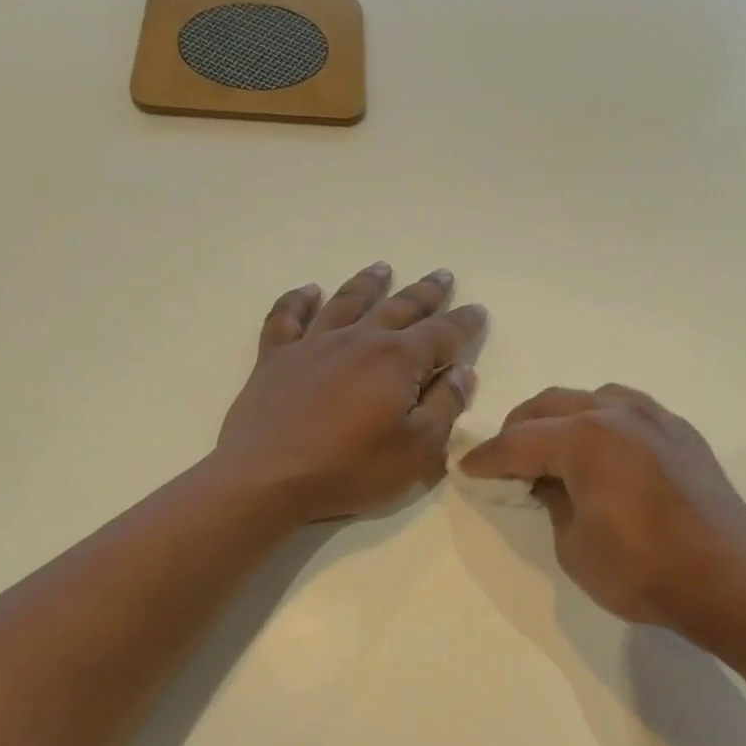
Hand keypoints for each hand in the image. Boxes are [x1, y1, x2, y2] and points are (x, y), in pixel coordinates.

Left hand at [214, 262, 486, 523]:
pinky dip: (299, 301)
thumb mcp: (418, 449)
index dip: (464, 323)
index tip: (478, 310)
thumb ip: (445, 406)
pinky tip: (309, 291)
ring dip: (368, 284)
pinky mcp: (275, 359)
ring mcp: (313, 345)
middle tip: (442, 275)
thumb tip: (463, 373)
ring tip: (382, 268)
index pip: (442, 334)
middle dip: (425, 293)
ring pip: (346, 302)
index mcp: (397, 360)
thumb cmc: (351, 468)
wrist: (267, 477)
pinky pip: (287, 318)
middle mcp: (358, 340)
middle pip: (399, 308)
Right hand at [459, 384, 745, 636]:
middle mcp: (618, 414)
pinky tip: (603, 452)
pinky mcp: (681, 433)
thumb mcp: (574, 547)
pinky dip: (601, 421)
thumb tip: (550, 482)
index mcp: (585, 439)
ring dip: (562, 418)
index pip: (519, 442)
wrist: (729, 579)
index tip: (467, 469)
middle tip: (504, 457)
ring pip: (592, 398)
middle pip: (551, 405)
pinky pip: (628, 410)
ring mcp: (655, 418)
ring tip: (553, 449)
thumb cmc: (643, 570)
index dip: (488, 458)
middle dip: (519, 428)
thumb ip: (553, 504)